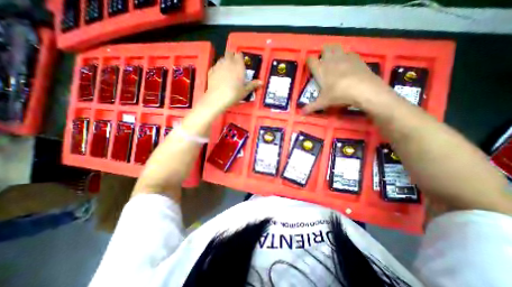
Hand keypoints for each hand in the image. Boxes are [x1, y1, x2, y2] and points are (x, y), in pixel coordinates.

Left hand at [200, 50, 260, 112]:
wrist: (218, 98)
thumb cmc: (234, 94)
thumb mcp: (245, 91)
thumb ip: (253, 85)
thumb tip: (261, 82)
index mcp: (238, 65)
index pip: (239, 54)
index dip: (240, 58)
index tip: (241, 62)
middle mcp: (228, 62)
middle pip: (229, 53)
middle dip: (232, 57)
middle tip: (234, 65)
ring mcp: (218, 65)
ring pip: (222, 58)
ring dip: (225, 62)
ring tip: (227, 71)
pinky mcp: (211, 70)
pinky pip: (215, 66)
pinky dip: (218, 69)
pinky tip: (219, 76)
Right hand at [301, 45, 390, 112]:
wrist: (363, 89)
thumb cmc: (338, 95)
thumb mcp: (322, 103)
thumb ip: (311, 107)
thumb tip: (301, 113)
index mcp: (320, 69)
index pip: (310, 60)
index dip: (309, 62)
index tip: (310, 67)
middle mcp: (330, 60)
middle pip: (324, 48)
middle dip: (323, 53)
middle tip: (323, 63)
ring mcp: (344, 56)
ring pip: (336, 47)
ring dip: (334, 52)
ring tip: (334, 62)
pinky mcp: (356, 57)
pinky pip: (348, 53)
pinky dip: (346, 57)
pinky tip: (348, 66)